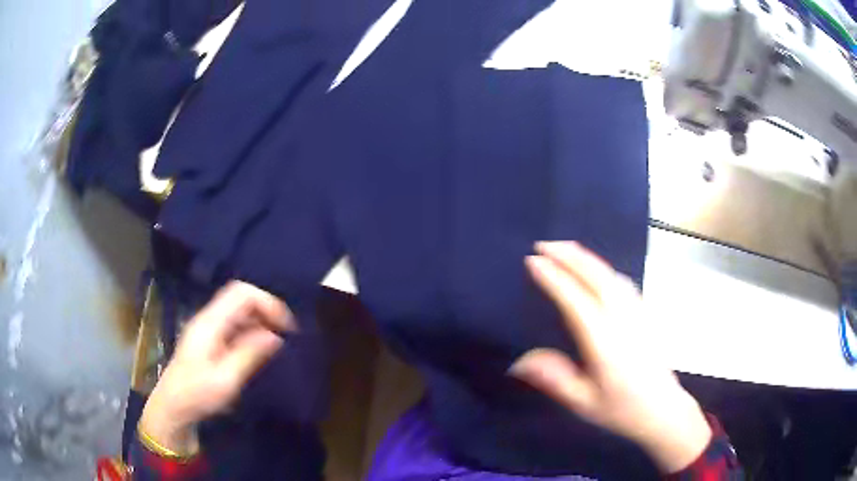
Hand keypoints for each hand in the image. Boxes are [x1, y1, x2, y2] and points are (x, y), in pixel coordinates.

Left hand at [140, 281, 293, 454]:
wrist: (173, 406)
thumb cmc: (198, 394)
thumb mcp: (226, 379)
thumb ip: (249, 354)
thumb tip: (275, 336)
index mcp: (210, 323)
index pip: (241, 293)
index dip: (267, 301)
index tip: (285, 326)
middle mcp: (208, 319)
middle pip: (240, 297)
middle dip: (265, 309)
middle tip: (285, 333)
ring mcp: (207, 328)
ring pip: (238, 311)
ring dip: (259, 320)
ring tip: (277, 342)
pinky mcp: (209, 339)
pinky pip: (233, 325)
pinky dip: (250, 331)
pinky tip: (259, 349)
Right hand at [510, 242, 710, 473]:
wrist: (663, 409)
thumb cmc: (622, 409)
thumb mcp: (584, 403)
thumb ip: (555, 379)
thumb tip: (519, 361)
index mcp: (604, 341)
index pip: (576, 300)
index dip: (553, 278)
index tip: (533, 260)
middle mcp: (622, 320)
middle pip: (596, 277)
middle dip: (569, 257)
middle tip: (543, 243)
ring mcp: (637, 314)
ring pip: (611, 275)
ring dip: (587, 258)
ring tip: (565, 248)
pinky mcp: (645, 314)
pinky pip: (623, 282)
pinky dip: (604, 268)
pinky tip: (598, 269)